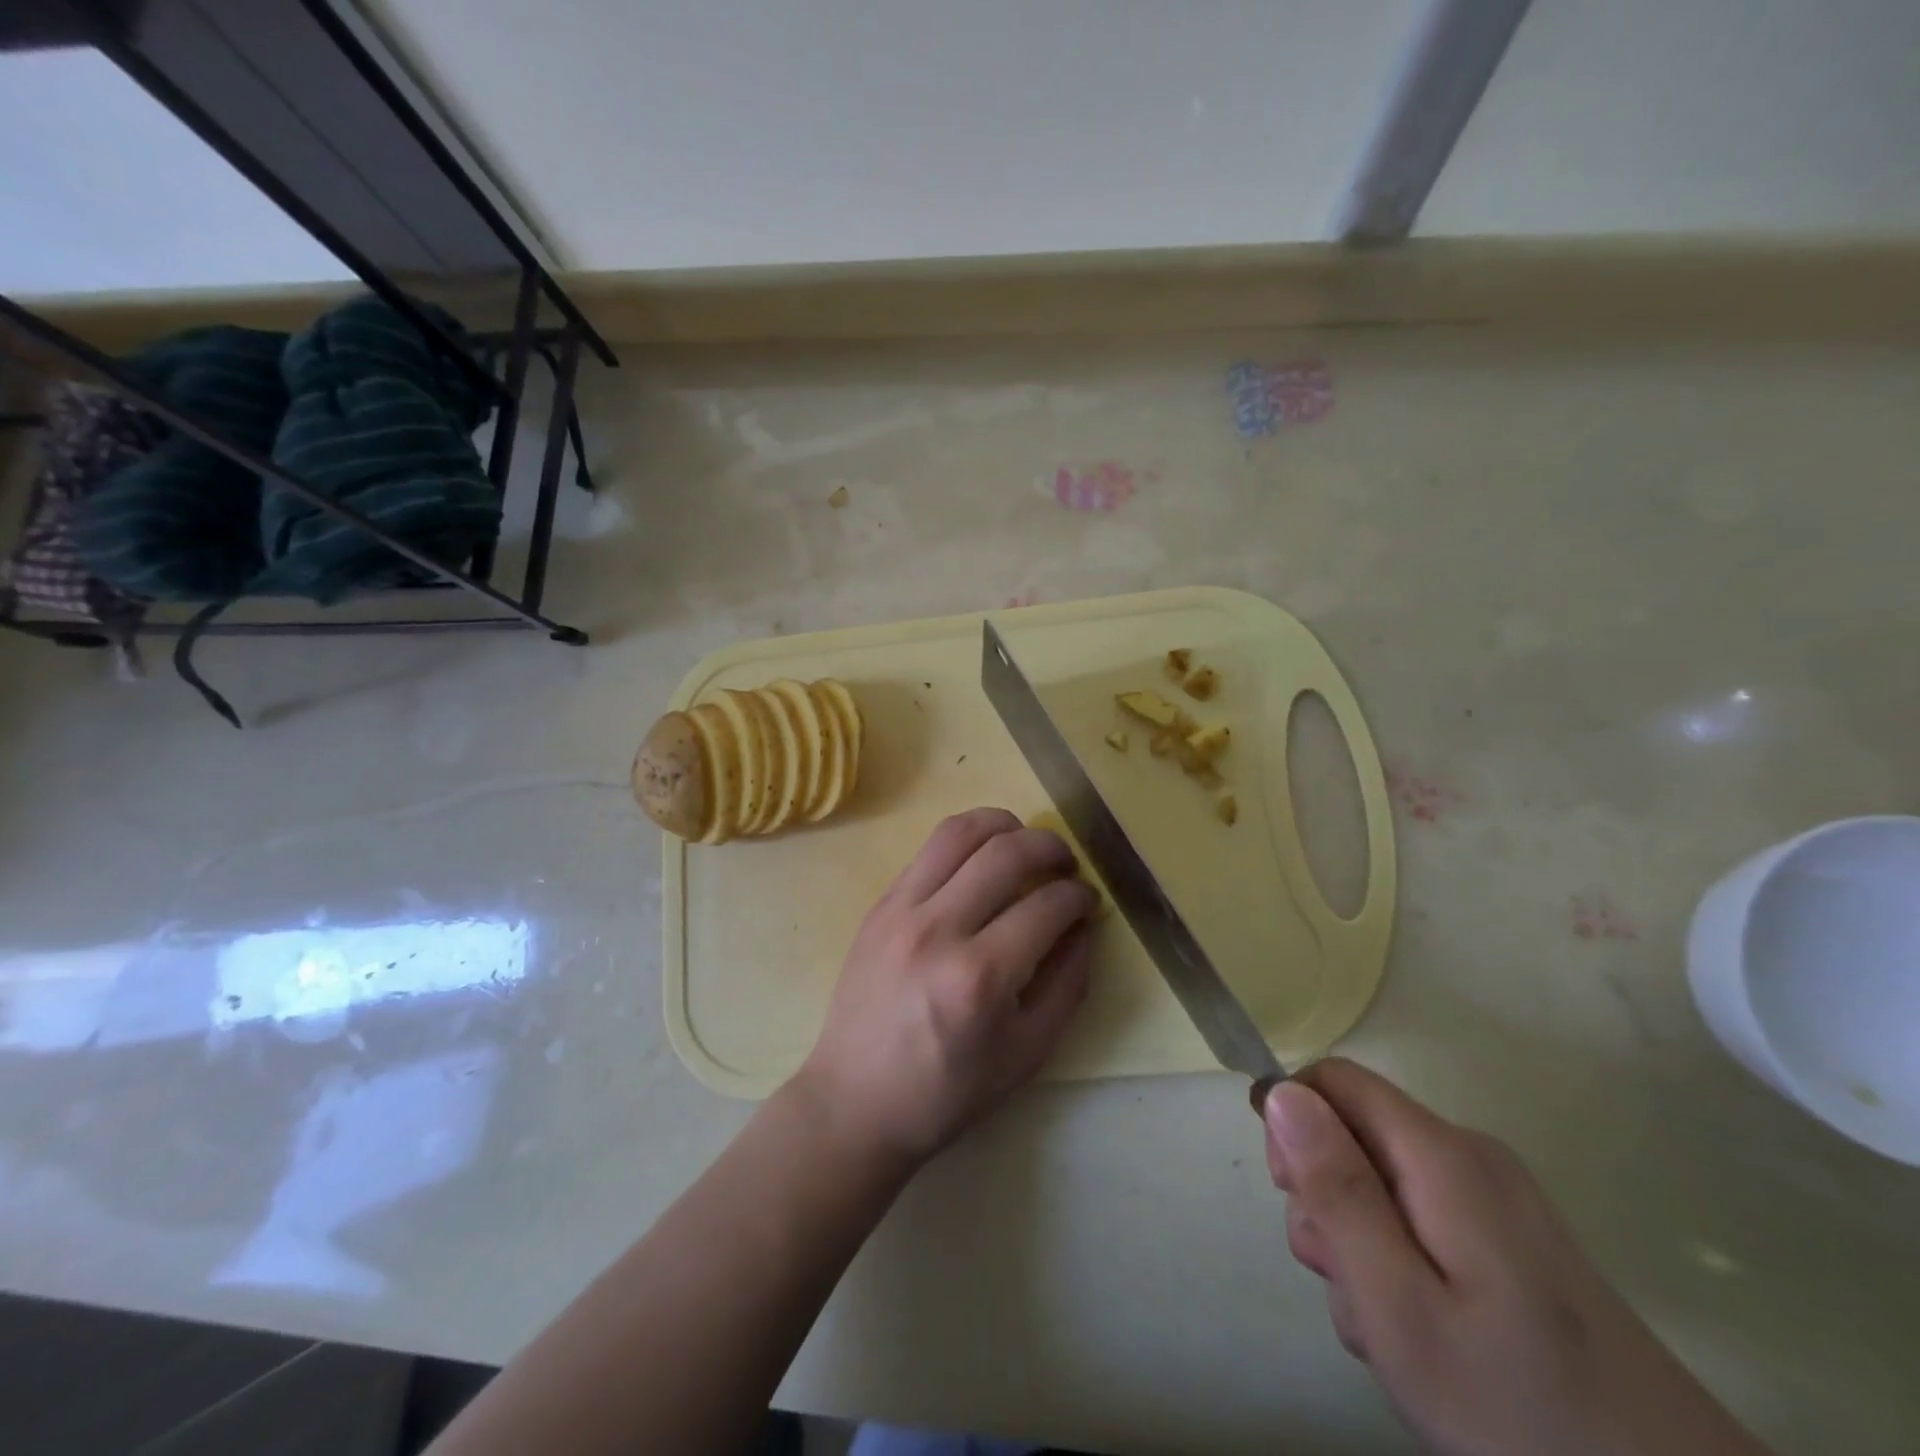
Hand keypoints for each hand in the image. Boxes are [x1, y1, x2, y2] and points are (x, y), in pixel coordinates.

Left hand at [793, 808, 1095, 1170]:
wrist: (855, 1102)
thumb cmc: (947, 1092)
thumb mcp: (1027, 1053)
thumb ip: (1067, 984)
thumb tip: (1082, 927)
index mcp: (980, 976)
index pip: (1046, 906)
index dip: (1079, 896)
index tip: (1088, 901)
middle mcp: (938, 929)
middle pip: (1006, 852)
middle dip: (1050, 847)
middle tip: (1066, 865)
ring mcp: (901, 910)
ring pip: (959, 832)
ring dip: (1004, 825)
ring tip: (1024, 842)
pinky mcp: (879, 905)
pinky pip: (928, 850)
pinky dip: (965, 841)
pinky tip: (980, 860)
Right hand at [1265, 1059, 1770, 1455]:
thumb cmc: (1520, 1408)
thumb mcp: (1399, 1305)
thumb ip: (1337, 1191)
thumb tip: (1282, 1093)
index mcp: (1440, 1155)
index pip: (1332, 1080)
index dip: (1293, 1121)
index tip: (1290, 1194)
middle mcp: (1469, 1157)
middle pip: (1354, 1135)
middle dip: (1326, 1200)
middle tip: (1347, 1284)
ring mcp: (1497, 1201)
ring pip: (1382, 1186)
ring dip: (1359, 1245)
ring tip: (1389, 1330)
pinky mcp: (1514, 1244)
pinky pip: (1422, 1222)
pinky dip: (1400, 1266)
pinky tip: (1424, 1337)